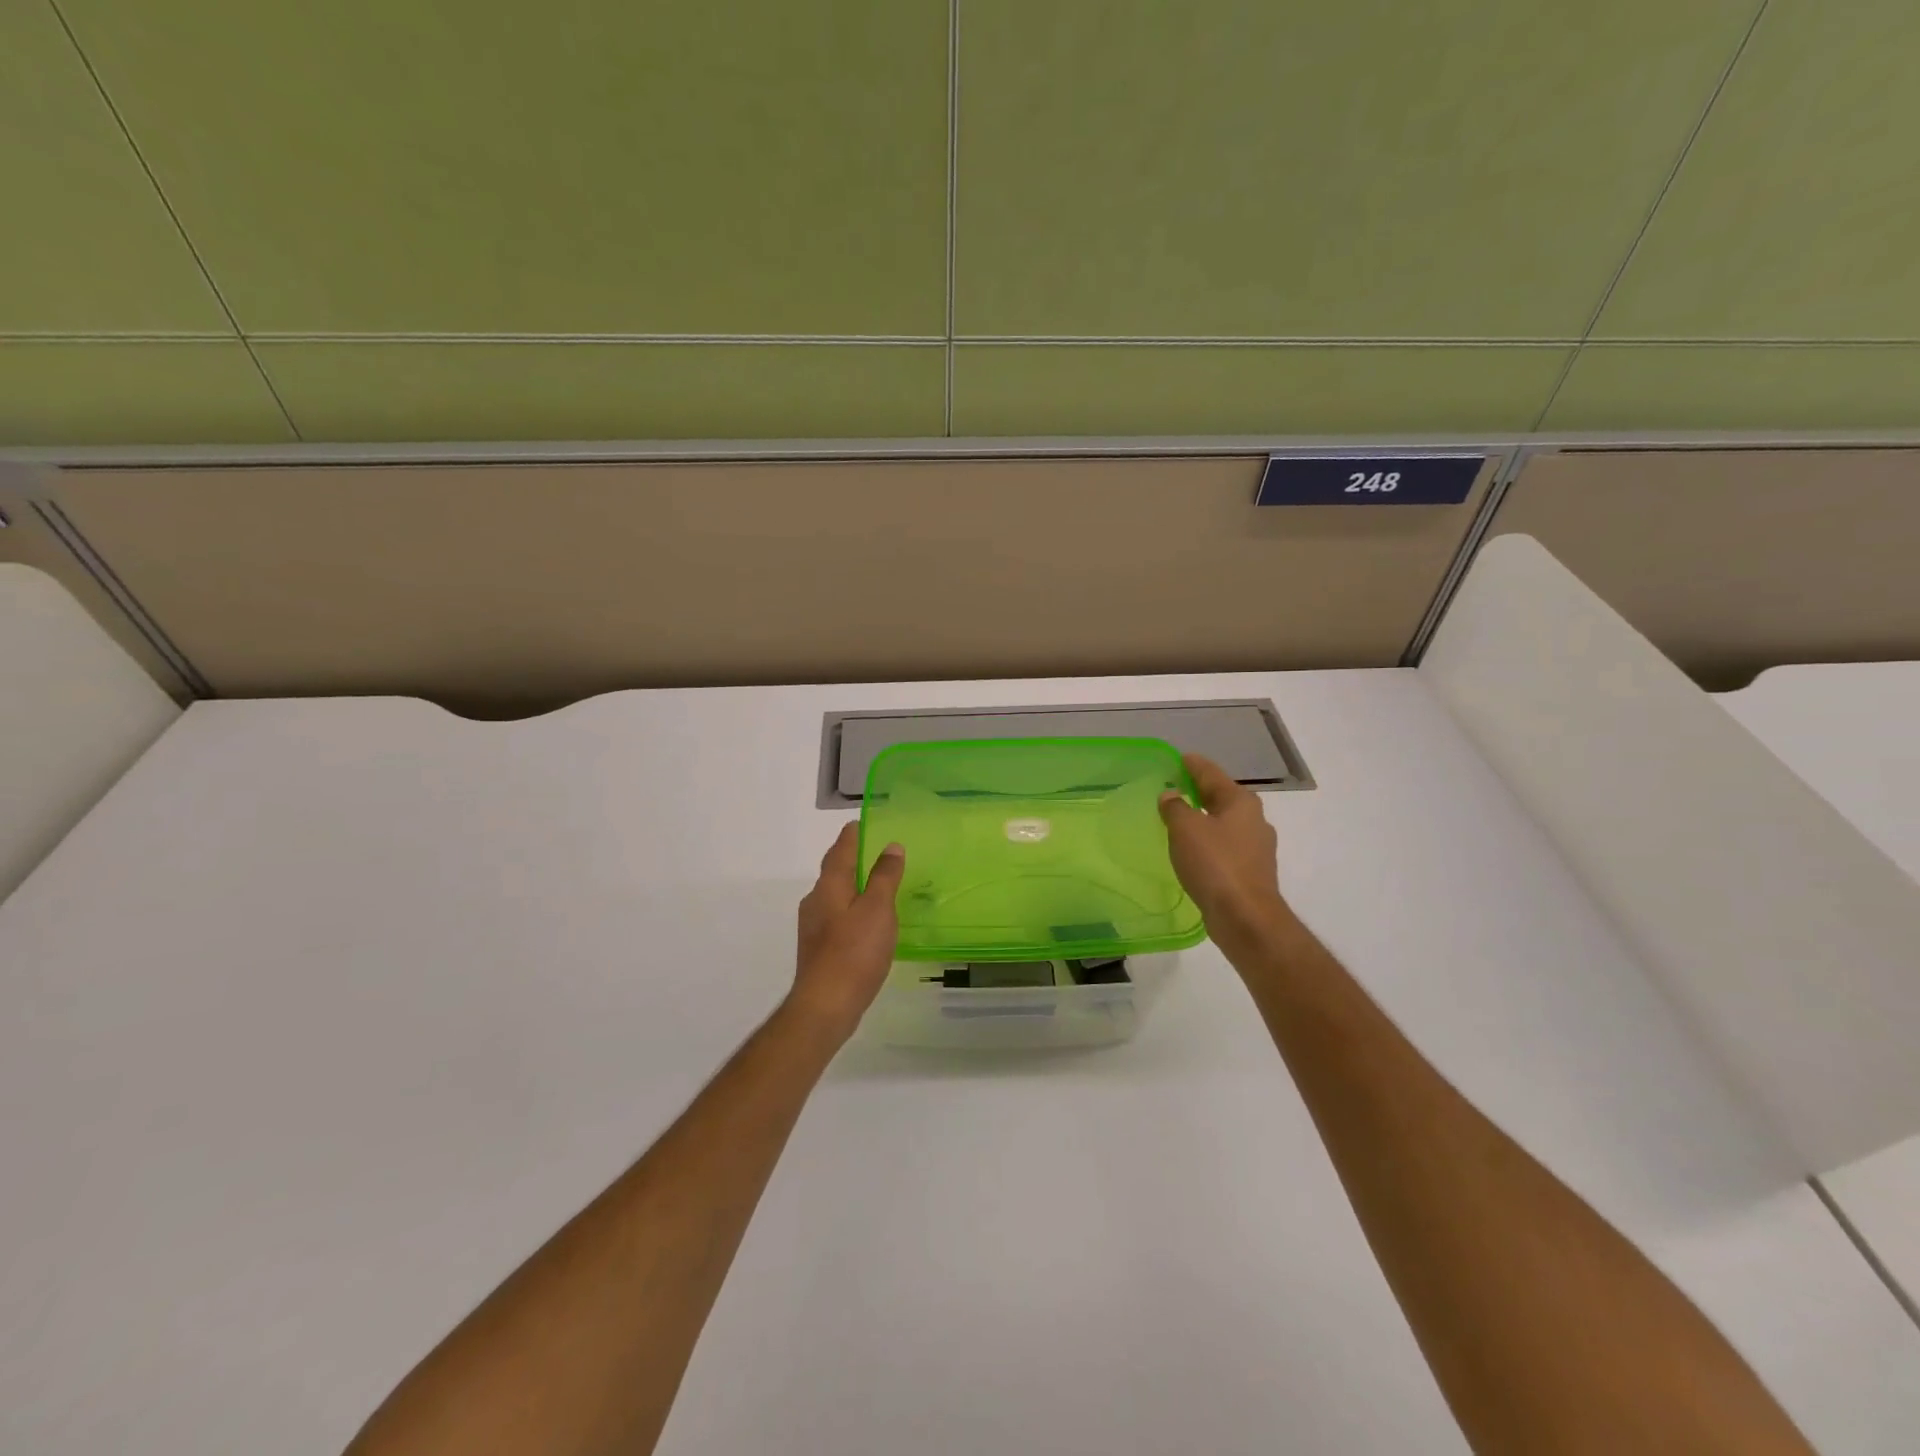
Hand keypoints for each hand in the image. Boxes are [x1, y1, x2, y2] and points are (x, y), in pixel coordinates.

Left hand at [787, 823, 905, 1045]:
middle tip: (875, 851)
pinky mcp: (819, 948)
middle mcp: (816, 901)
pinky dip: (852, 909)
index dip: (853, 835)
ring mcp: (814, 926)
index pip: (841, 850)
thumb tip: (891, 846)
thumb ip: (885, 876)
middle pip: (834, 871)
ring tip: (876, 884)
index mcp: (829, 886)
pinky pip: (837, 916)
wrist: (826, 1005)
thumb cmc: (854, 952)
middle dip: (852, 859)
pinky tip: (867, 922)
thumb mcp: (878, 909)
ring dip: (853, 885)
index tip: (862, 823)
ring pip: (835, 895)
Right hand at [1159, 753, 1295, 967]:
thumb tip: (1171, 795)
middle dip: (1199, 792)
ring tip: (1179, 820)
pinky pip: (1225, 847)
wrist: (1246, 918)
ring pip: (1224, 823)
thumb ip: (1175, 807)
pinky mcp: (1251, 872)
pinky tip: (1193, 851)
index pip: (1212, 773)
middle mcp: (1254, 820)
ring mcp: (1256, 848)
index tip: (1179, 758)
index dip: (1193, 764)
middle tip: (1174, 788)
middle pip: (1221, 797)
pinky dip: (1208, 842)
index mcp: (1241, 802)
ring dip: (1204, 819)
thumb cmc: (1215, 865)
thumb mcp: (1186, 829)